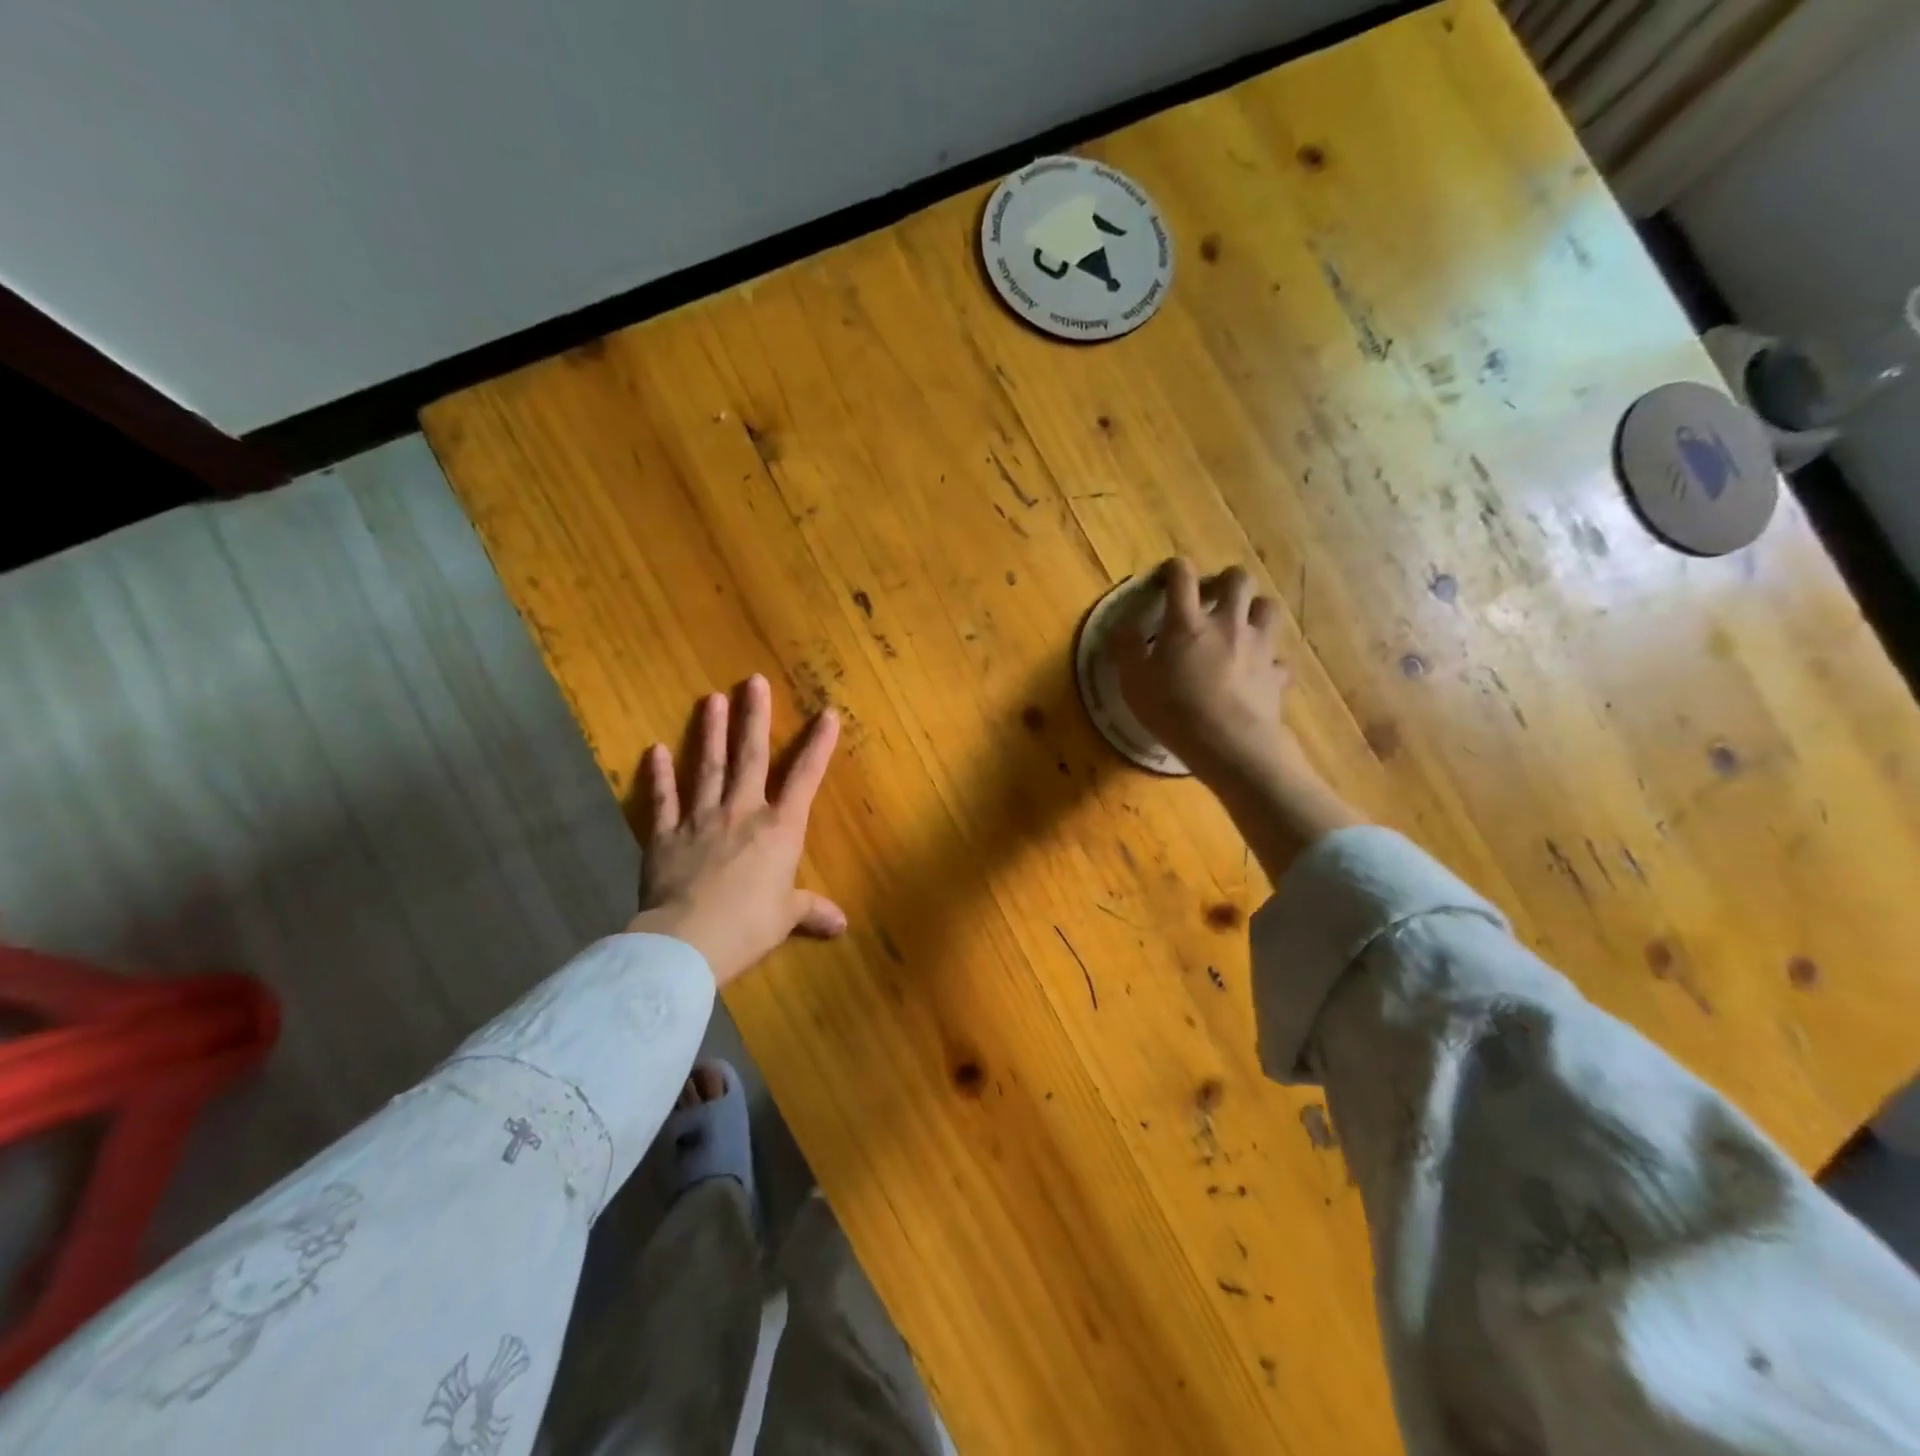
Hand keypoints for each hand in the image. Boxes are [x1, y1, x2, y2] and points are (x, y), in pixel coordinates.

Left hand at [628, 675, 845, 986]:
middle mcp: (742, 812)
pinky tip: (655, 750)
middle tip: (753, 681)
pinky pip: (663, 800)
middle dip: (754, 717)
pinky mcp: (665, 835)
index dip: (818, 745)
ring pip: (708, 767)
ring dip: (710, 732)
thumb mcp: (786, 918)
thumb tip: (841, 925)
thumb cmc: (749, 925)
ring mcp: (701, 819)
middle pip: (751, 756)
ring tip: (711, 699)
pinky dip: (659, 775)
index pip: (805, 778)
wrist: (689, 940)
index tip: (827, 713)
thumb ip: (812, 910)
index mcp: (780, 829)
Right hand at [1113, 558, 1293, 786]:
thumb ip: (1126, 648)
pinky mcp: (1276, 673)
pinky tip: (1259, 672)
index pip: (1182, 575)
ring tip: (1241, 626)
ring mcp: (1258, 645)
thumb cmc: (1173, 710)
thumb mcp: (1133, 682)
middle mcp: (1227, 622)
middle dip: (1226, 581)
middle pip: (1239, 579)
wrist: (1228, 743)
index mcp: (1187, 622)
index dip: (1174, 569)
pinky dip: (1270, 661)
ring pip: (1268, 607)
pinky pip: (1280, 659)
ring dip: (1254, 610)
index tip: (1166, 578)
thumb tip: (1122, 625)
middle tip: (1212, 599)